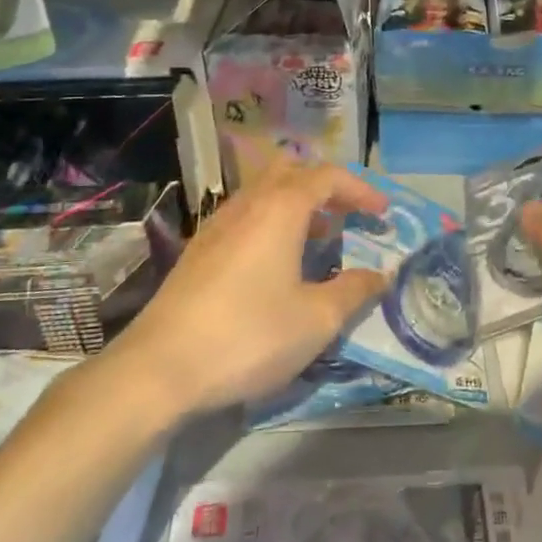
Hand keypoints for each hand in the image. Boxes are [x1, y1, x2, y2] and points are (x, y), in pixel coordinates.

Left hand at [93, 159, 389, 418]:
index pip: (327, 177)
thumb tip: (381, 275)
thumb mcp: (316, 320)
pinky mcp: (198, 251)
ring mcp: (217, 226)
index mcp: (280, 209)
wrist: (158, 370)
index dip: (360, 189)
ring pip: (263, 193)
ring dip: (297, 204)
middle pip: (290, 171)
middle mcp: (247, 205)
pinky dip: (271, 223)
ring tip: (321, 237)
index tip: (382, 213)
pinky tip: (277, 263)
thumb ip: (354, 291)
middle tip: (349, 214)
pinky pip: (245, 217)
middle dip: (325, 187)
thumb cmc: (249, 337)